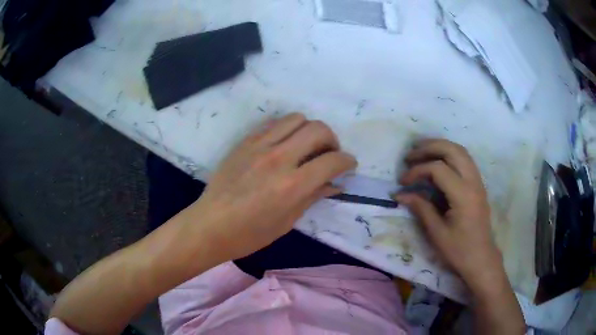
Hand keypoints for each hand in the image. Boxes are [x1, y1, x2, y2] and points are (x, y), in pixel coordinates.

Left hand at [187, 113, 356, 260]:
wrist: (211, 224)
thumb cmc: (250, 233)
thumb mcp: (288, 220)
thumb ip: (314, 196)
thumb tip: (336, 184)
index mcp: (293, 185)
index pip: (333, 160)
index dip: (347, 161)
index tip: (349, 165)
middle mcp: (279, 158)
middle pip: (318, 129)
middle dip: (332, 140)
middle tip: (329, 154)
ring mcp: (260, 146)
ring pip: (297, 118)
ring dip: (310, 130)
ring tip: (307, 146)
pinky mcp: (245, 141)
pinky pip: (274, 123)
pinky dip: (287, 129)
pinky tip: (285, 144)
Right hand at [394, 139, 502, 290]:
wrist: (481, 259)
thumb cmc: (459, 250)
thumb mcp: (437, 233)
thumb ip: (420, 208)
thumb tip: (400, 194)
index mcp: (463, 194)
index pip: (438, 169)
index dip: (417, 171)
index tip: (402, 182)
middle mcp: (473, 181)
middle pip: (452, 150)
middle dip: (428, 147)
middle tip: (410, 155)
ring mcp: (478, 181)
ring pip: (460, 150)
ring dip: (440, 146)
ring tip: (421, 151)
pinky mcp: (478, 184)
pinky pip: (464, 159)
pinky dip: (449, 154)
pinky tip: (438, 161)